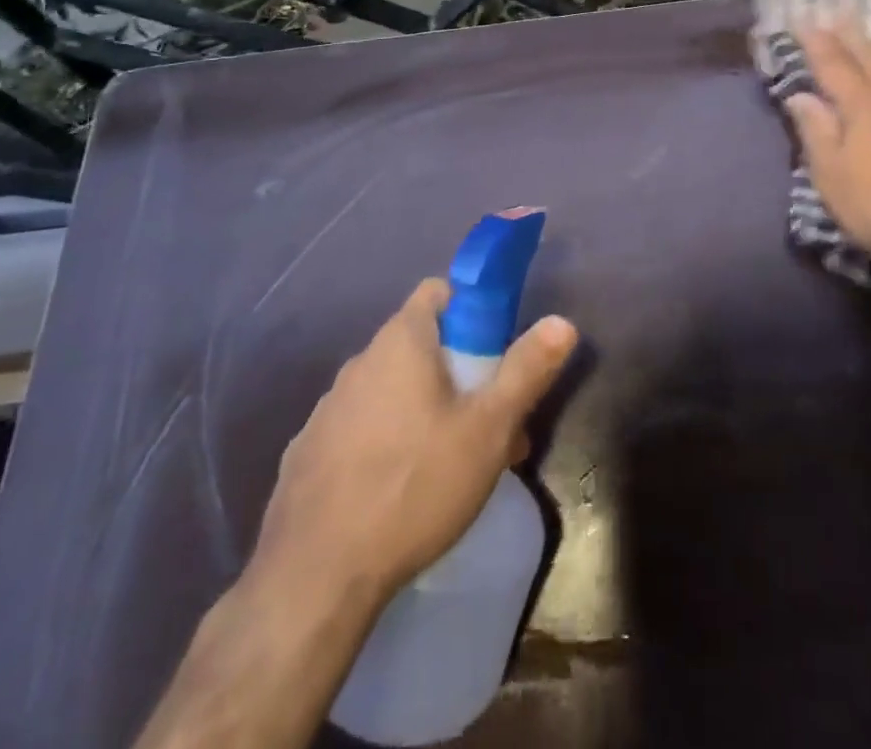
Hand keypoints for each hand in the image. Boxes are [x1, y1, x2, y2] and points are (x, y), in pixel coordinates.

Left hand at [246, 279, 578, 606]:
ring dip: (426, 410)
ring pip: (392, 390)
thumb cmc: (415, 486)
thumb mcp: (488, 429)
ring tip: (454, 466)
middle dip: (460, 373)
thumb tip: (562, 322)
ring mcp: (328, 408)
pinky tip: (402, 490)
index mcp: (401, 341)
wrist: (315, 578)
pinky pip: (361, 427)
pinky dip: (387, 441)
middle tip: (489, 423)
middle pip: (420, 345)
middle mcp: (360, 362)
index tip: (495, 351)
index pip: (439, 292)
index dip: (472, 310)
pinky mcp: (308, 453)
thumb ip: (527, 370)